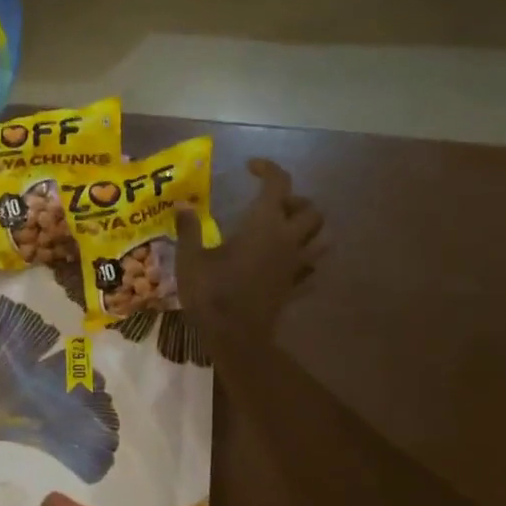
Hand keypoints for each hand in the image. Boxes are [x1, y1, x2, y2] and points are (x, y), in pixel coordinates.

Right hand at [175, 158, 323, 342]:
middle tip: (269, 206)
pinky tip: (287, 263)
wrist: (235, 338)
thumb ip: (189, 229)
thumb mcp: (190, 258)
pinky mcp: (296, 287)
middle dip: (294, 201)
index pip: (278, 184)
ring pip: (322, 238)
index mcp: (263, 225)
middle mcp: (287, 240)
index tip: (250, 167)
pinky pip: (312, 269)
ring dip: (308, 229)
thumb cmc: (211, 293)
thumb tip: (183, 206)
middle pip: (311, 210)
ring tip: (284, 231)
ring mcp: (296, 266)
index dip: (267, 169)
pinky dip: (305, 260)